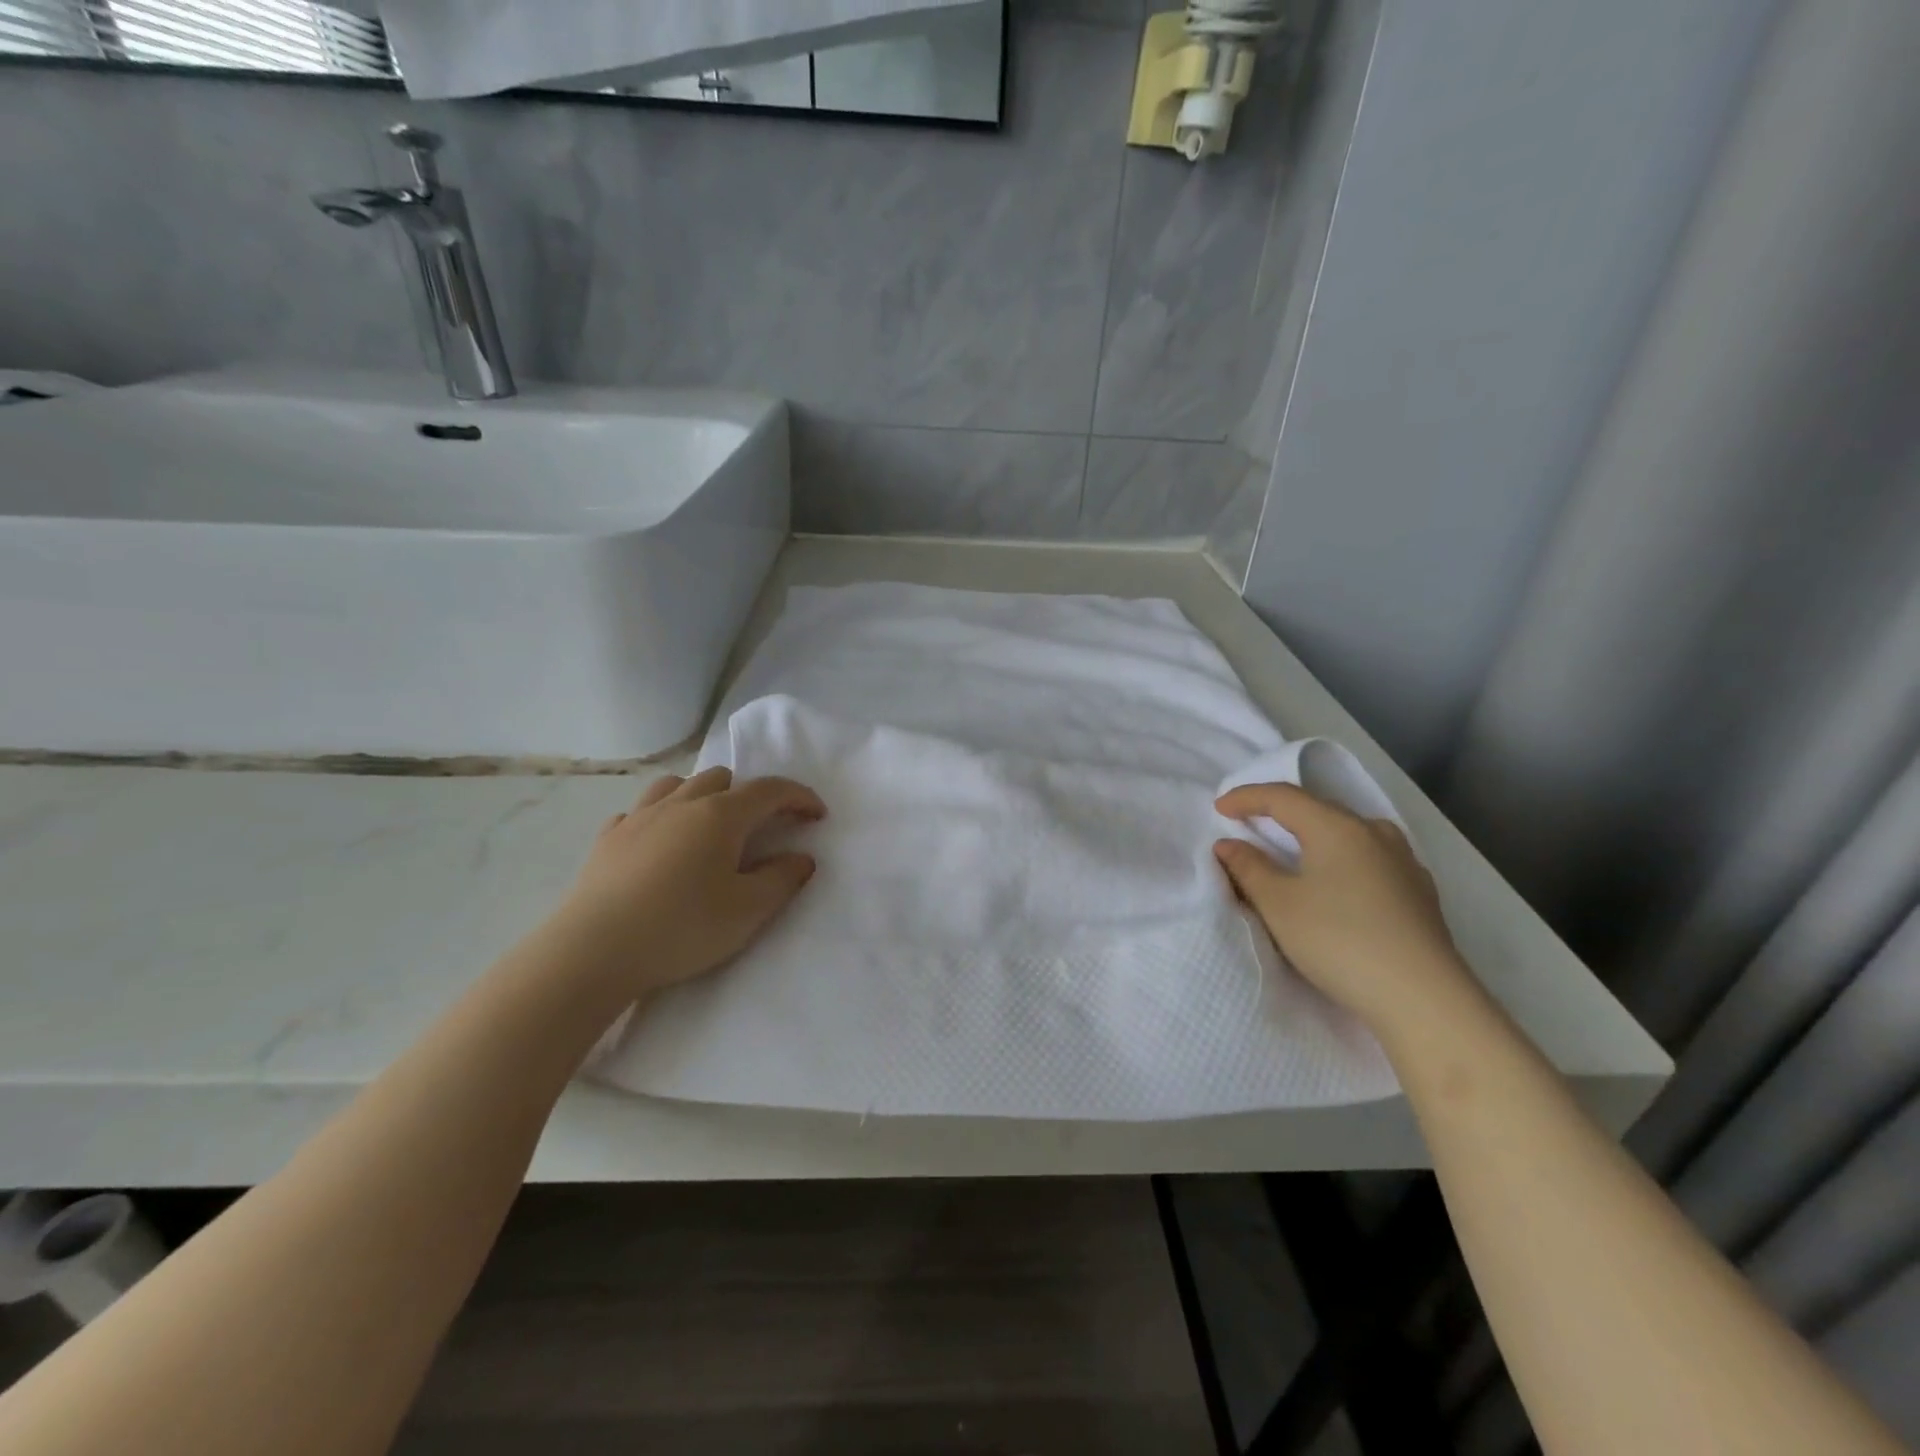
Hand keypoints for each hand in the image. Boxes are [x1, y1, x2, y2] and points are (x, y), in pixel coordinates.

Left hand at [558, 766, 825, 996]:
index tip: (817, 815)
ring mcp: (638, 817)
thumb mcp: (747, 911)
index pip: (769, 790)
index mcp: (720, 815)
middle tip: (763, 828)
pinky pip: (640, 811)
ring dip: (703, 795)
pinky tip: (660, 843)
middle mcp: (680, 804)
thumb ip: (782, 880)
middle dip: (751, 795)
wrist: (592, 953)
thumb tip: (802, 858)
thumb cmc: (681, 928)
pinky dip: (661, 817)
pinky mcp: (607, 839)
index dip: (799, 797)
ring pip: (678, 784)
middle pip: (723, 778)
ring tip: (710, 825)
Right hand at [1213, 782, 1478, 1043]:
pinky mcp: (1420, 892)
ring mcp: (1404, 861)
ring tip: (1293, 850)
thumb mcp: (1279, 904)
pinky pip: (1369, 859)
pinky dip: (1341, 859)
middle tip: (1250, 824)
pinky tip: (1338, 880)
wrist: (1423, 999)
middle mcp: (1374, 832)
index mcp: (1337, 827)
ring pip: (1348, 833)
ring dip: (1314, 835)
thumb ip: (1248, 868)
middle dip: (1280, 813)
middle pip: (1318, 809)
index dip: (1246, 797)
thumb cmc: (1339, 941)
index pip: (1283, 797)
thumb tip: (1229, 844)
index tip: (1218, 808)